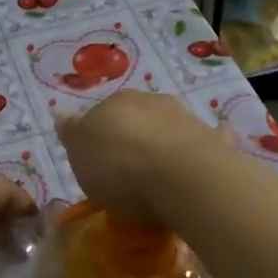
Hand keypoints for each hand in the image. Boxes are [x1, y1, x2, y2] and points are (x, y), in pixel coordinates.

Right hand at [56, 91, 225, 221]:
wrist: (179, 175)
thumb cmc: (119, 166)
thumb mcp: (79, 153)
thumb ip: (72, 133)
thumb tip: (63, 116)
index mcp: (114, 102)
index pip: (100, 115)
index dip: (98, 138)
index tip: (98, 164)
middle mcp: (151, 101)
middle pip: (137, 119)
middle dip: (134, 137)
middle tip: (129, 171)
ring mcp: (186, 118)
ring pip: (170, 126)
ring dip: (165, 141)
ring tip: (162, 175)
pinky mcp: (214, 140)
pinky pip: (208, 140)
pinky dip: (205, 145)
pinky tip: (203, 161)